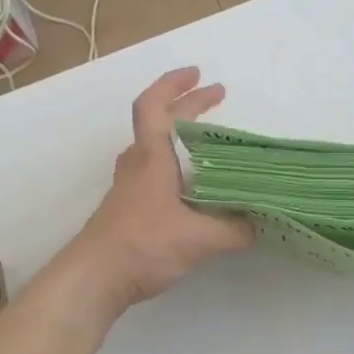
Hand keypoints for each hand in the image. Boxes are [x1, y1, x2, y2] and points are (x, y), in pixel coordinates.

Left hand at [65, 68, 253, 311]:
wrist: (92, 279)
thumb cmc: (141, 245)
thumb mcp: (198, 239)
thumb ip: (234, 230)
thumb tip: (261, 224)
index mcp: (151, 158)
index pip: (154, 106)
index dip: (173, 84)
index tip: (197, 74)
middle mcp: (137, 165)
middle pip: (159, 122)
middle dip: (188, 105)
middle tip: (217, 96)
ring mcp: (128, 187)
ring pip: (153, 148)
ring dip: (178, 136)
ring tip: (207, 140)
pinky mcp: (127, 209)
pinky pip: (153, 172)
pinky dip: (174, 165)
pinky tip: (192, 188)